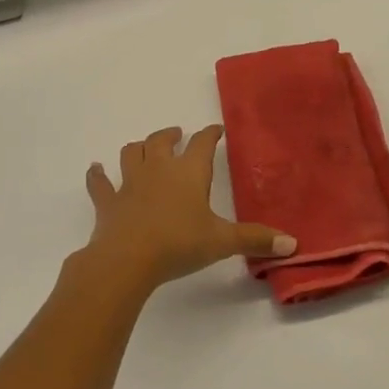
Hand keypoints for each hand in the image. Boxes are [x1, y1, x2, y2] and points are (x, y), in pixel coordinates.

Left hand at [83, 125, 296, 292]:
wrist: (128, 259)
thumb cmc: (179, 244)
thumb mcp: (223, 242)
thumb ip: (256, 240)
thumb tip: (293, 244)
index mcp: (189, 172)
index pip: (202, 144)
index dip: (210, 134)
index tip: (216, 130)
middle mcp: (158, 169)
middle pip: (162, 141)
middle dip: (171, 135)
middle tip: (178, 134)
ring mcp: (129, 183)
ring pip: (132, 153)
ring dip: (139, 147)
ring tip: (144, 146)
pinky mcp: (108, 202)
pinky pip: (100, 183)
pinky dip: (97, 175)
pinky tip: (95, 169)